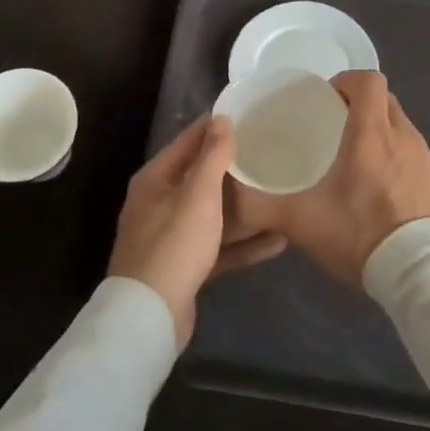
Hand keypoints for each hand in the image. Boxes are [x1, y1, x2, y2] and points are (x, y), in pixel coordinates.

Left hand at [110, 114, 285, 344]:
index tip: (247, 115)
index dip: (214, 127)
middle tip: (270, 154)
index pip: (187, 142)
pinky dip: (243, 244)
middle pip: (201, 178)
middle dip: (234, 169)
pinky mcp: (185, 266)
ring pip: (213, 215)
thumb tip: (221, 118)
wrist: (150, 315)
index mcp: (155, 180)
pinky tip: (277, 241)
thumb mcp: (198, 194)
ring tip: (278, 196)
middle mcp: (159, 203)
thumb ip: (213, 156)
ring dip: (244, 209)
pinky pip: (218, 247)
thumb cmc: (174, 243)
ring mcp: (171, 237)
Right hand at [231, 70, 429, 286]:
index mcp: (371, 134)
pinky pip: (411, 150)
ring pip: (399, 124)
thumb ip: (260, 206)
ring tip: (353, 156)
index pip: (367, 80)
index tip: (324, 99)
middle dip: (359, 102)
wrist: (420, 273)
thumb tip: (230, 195)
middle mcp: (402, 136)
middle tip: (332, 125)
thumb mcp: (300, 222)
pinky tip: (376, 184)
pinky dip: (394, 153)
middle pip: (383, 98)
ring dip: (377, 128)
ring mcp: (423, 157)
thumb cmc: (360, 235)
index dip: (345, 81)